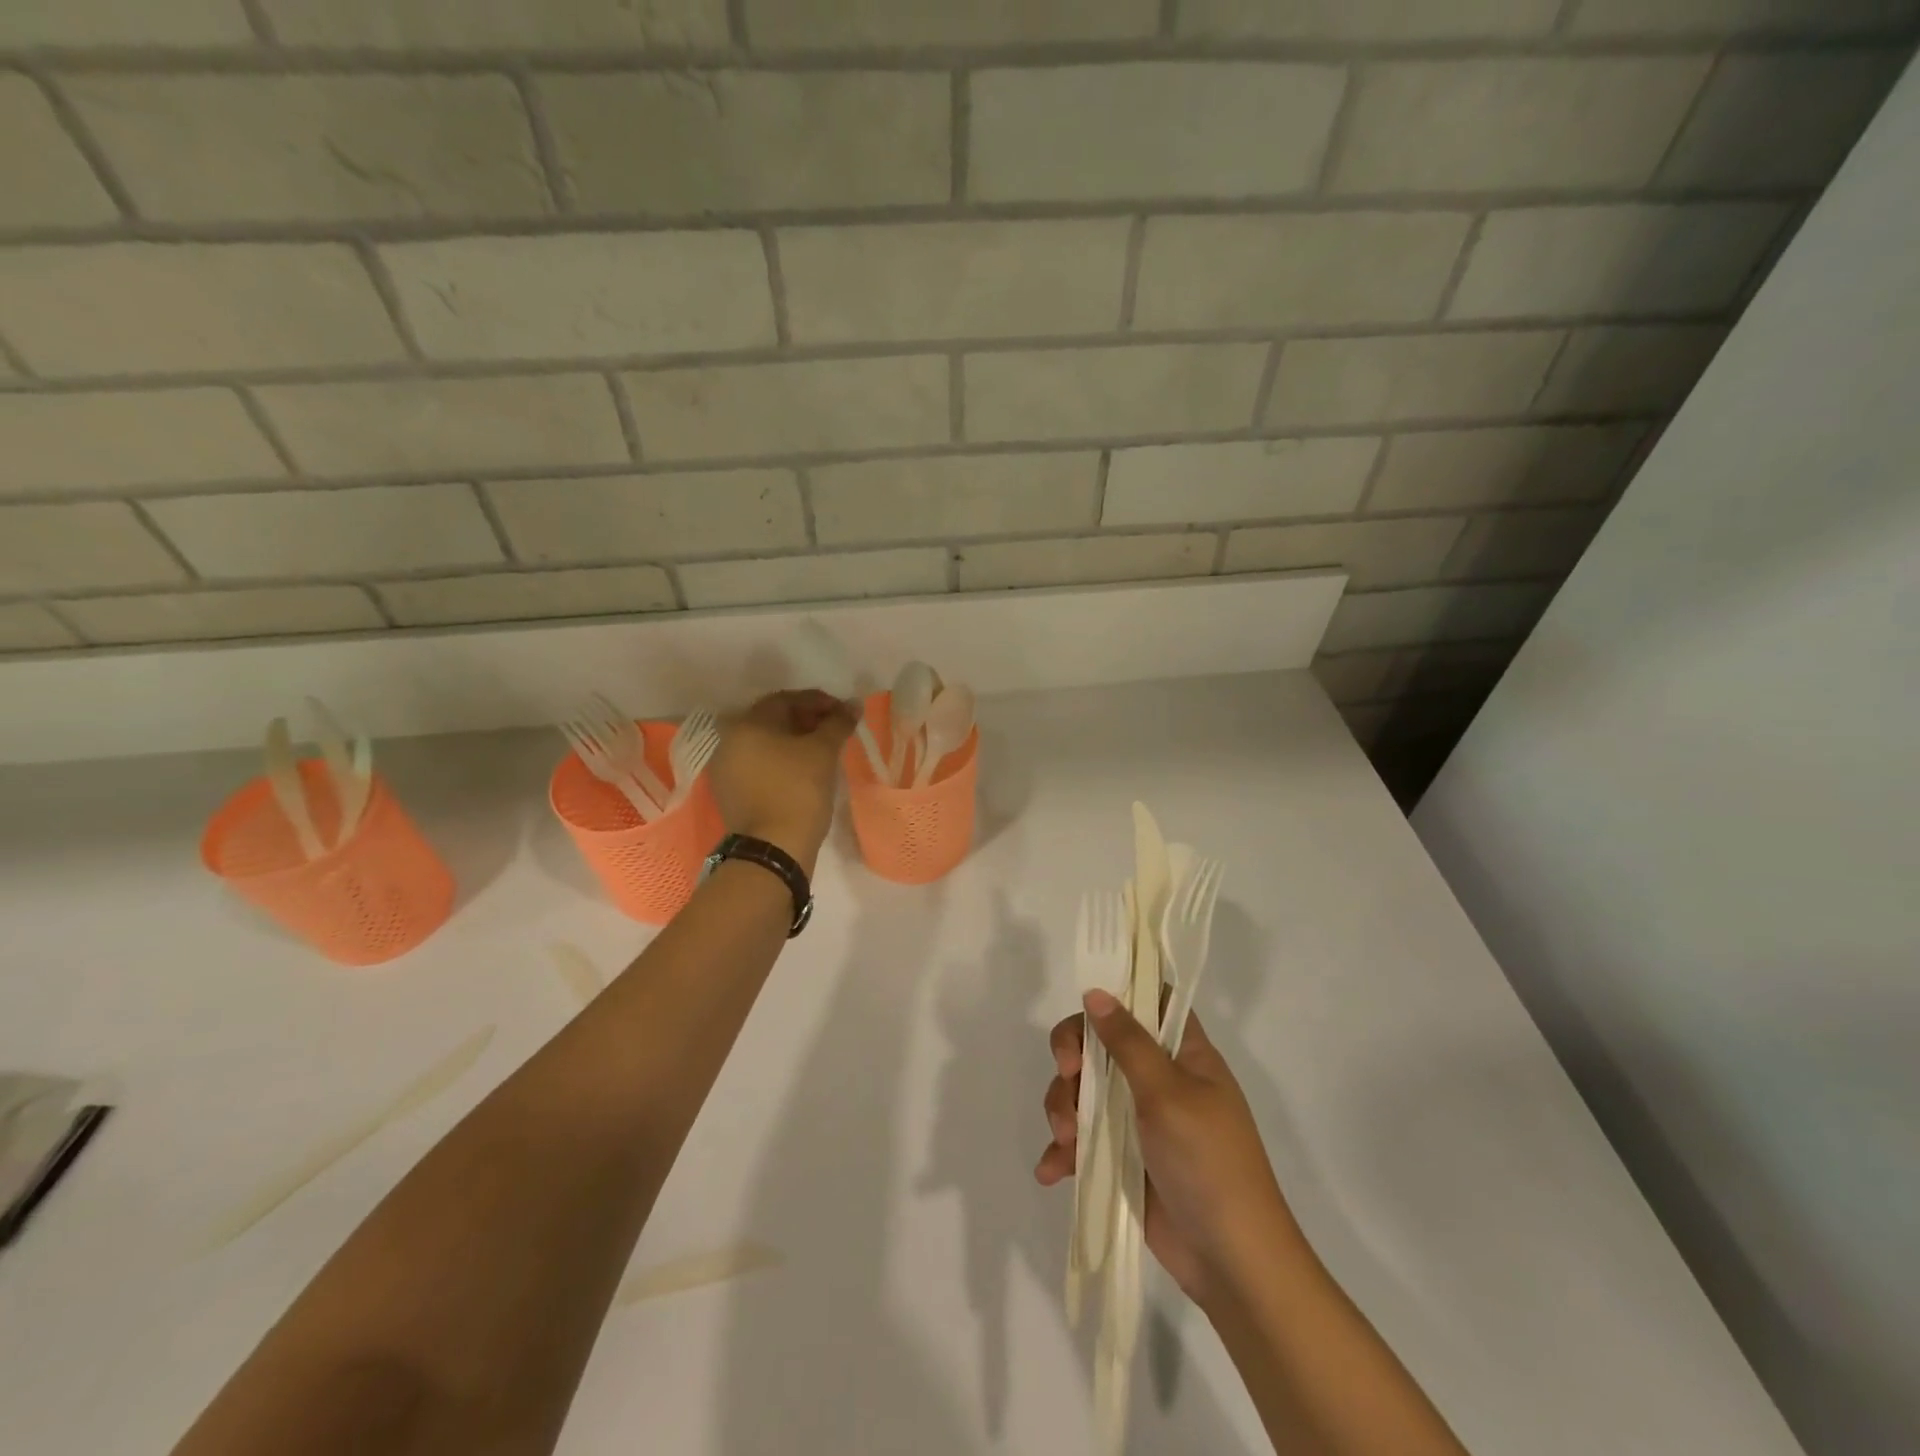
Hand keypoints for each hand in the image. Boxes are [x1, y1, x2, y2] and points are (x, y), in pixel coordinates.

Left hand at [710, 690, 859, 876]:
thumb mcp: (823, 752)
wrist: (773, 849)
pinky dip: (782, 762)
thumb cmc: (798, 791)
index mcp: (747, 724)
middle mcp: (729, 741)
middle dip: (807, 720)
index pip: (786, 699)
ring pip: (766, 744)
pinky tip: (803, 771)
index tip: (844, 713)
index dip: (819, 702)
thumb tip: (853, 705)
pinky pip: (759, 765)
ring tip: (823, 751)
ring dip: (794, 741)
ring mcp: (726, 768)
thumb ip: (838, 723)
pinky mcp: (731, 792)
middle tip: (835, 730)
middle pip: (773, 720)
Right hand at [1036, 990, 1302, 1310]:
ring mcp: (1138, 1121)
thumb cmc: (1208, 1163)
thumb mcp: (1168, 1094)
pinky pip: (1082, 1141)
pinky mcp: (1122, 1160)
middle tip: (1067, 1076)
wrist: (1231, 1263)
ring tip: (1067, 1142)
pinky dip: (1064, 1152)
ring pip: (1083, 1091)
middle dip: (1073, 1059)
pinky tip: (1052, 1171)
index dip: (1116, 996)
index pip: (1148, 1002)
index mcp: (1183, 1054)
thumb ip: (1128, 1042)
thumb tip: (1096, 992)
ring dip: (1064, 1110)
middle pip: (1101, 1044)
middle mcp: (1159, 1079)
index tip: (1087, 1010)